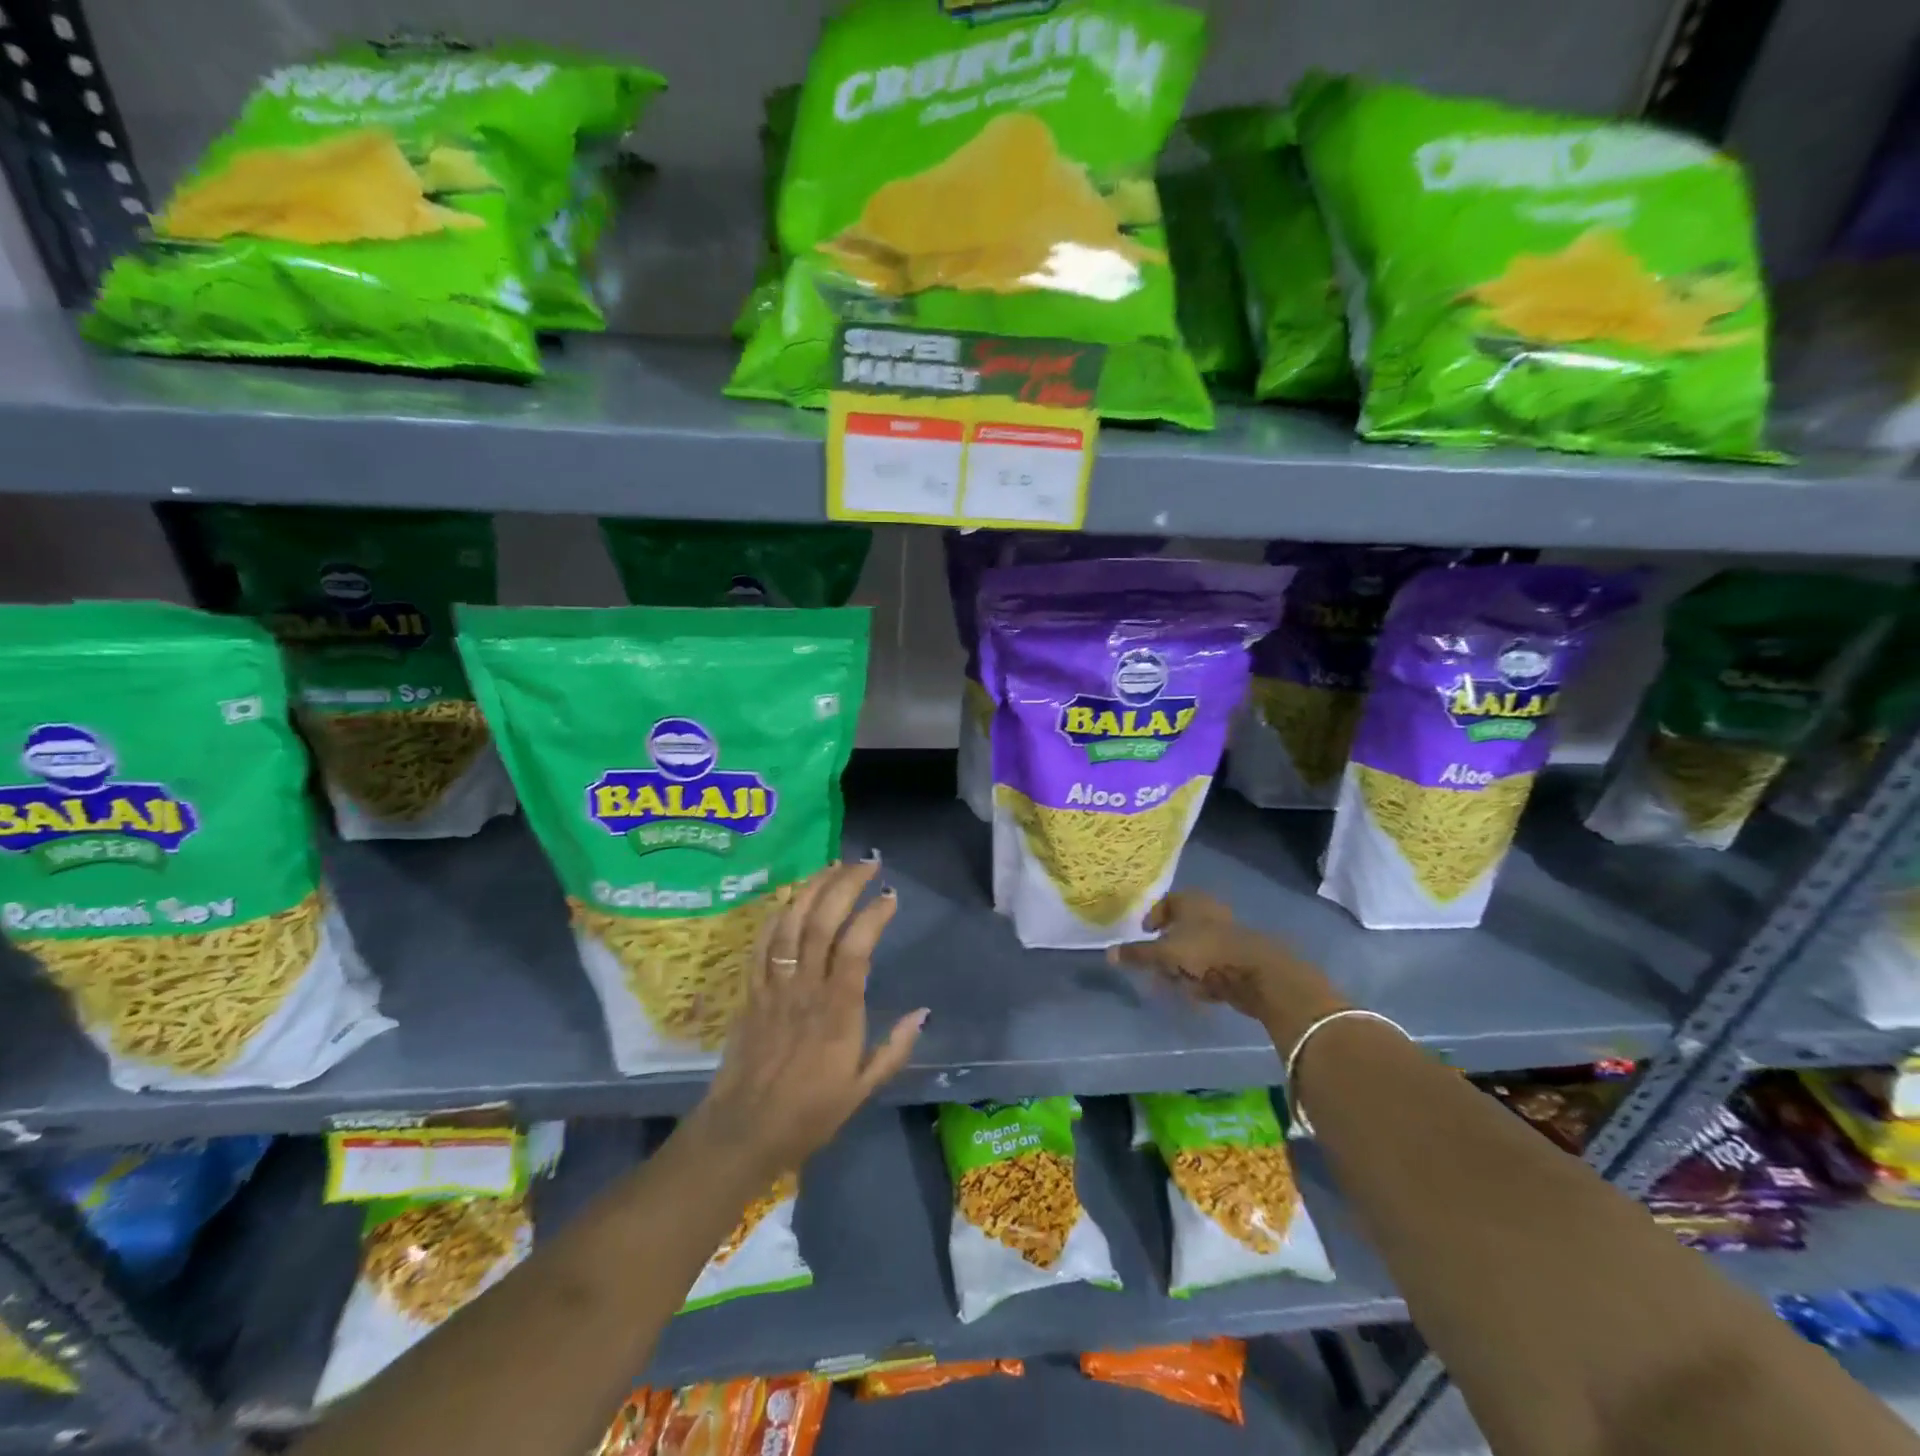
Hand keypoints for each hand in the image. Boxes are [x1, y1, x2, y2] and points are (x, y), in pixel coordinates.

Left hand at [688, 858, 927, 1180]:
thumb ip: (894, 1048)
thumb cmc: (809, 1113)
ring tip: (832, 866)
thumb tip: (923, 1012)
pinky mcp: (751, 991)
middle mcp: (805, 988)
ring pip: (790, 924)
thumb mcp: (862, 1089)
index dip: (874, 914)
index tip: (890, 895)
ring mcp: (774, 986)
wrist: (742, 1132)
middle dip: (845, 885)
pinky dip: (777, 915)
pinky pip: (762, 944)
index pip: (857, 946)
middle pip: (822, 922)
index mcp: (837, 1010)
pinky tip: (791, 898)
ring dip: (812, 889)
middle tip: (866, 863)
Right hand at [1106, 891, 1343, 1033]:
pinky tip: (1199, 991)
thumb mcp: (1164, 954)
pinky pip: (1211, 965)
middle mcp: (1209, 912)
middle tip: (1157, 966)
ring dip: (1184, 965)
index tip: (1145, 934)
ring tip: (1177, 983)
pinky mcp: (1238, 958)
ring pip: (1195, 948)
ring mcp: (1226, 935)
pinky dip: (1202, 976)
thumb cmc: (1205, 952)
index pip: (1167, 902)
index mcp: (1191, 901)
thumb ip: (1137, 954)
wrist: (1257, 974)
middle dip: (1167, 949)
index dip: (1154, 917)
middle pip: (1180, 927)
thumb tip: (1108, 953)